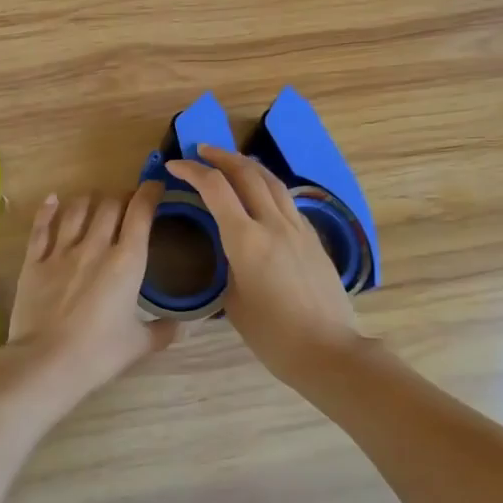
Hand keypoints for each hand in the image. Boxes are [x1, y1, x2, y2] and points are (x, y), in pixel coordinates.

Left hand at [4, 182, 178, 400]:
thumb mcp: (139, 344)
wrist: (46, 362)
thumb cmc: (99, 353)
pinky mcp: (34, 262)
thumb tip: (182, 326)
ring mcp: (61, 252)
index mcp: (127, 262)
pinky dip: (48, 210)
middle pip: (110, 204)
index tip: (155, 186)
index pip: (141, 213)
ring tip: (95, 200)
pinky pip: (41, 227)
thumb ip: (162, 331)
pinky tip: (53, 200)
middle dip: (121, 196)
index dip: (149, 193)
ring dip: (89, 200)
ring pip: (77, 209)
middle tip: (127, 201)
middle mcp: (95, 246)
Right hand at [165, 145, 362, 384]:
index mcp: (246, 240)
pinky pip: (287, 201)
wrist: (328, 350)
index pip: (215, 189)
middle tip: (201, 152)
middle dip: (221, 157)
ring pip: (272, 181)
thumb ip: (229, 267)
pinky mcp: (313, 238)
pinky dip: (267, 187)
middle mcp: (273, 224)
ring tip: (231, 162)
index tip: (174, 166)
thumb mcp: (234, 302)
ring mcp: (298, 228)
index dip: (192, 171)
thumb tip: (231, 255)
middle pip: (247, 173)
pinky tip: (261, 194)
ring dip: (247, 165)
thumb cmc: (272, 335)